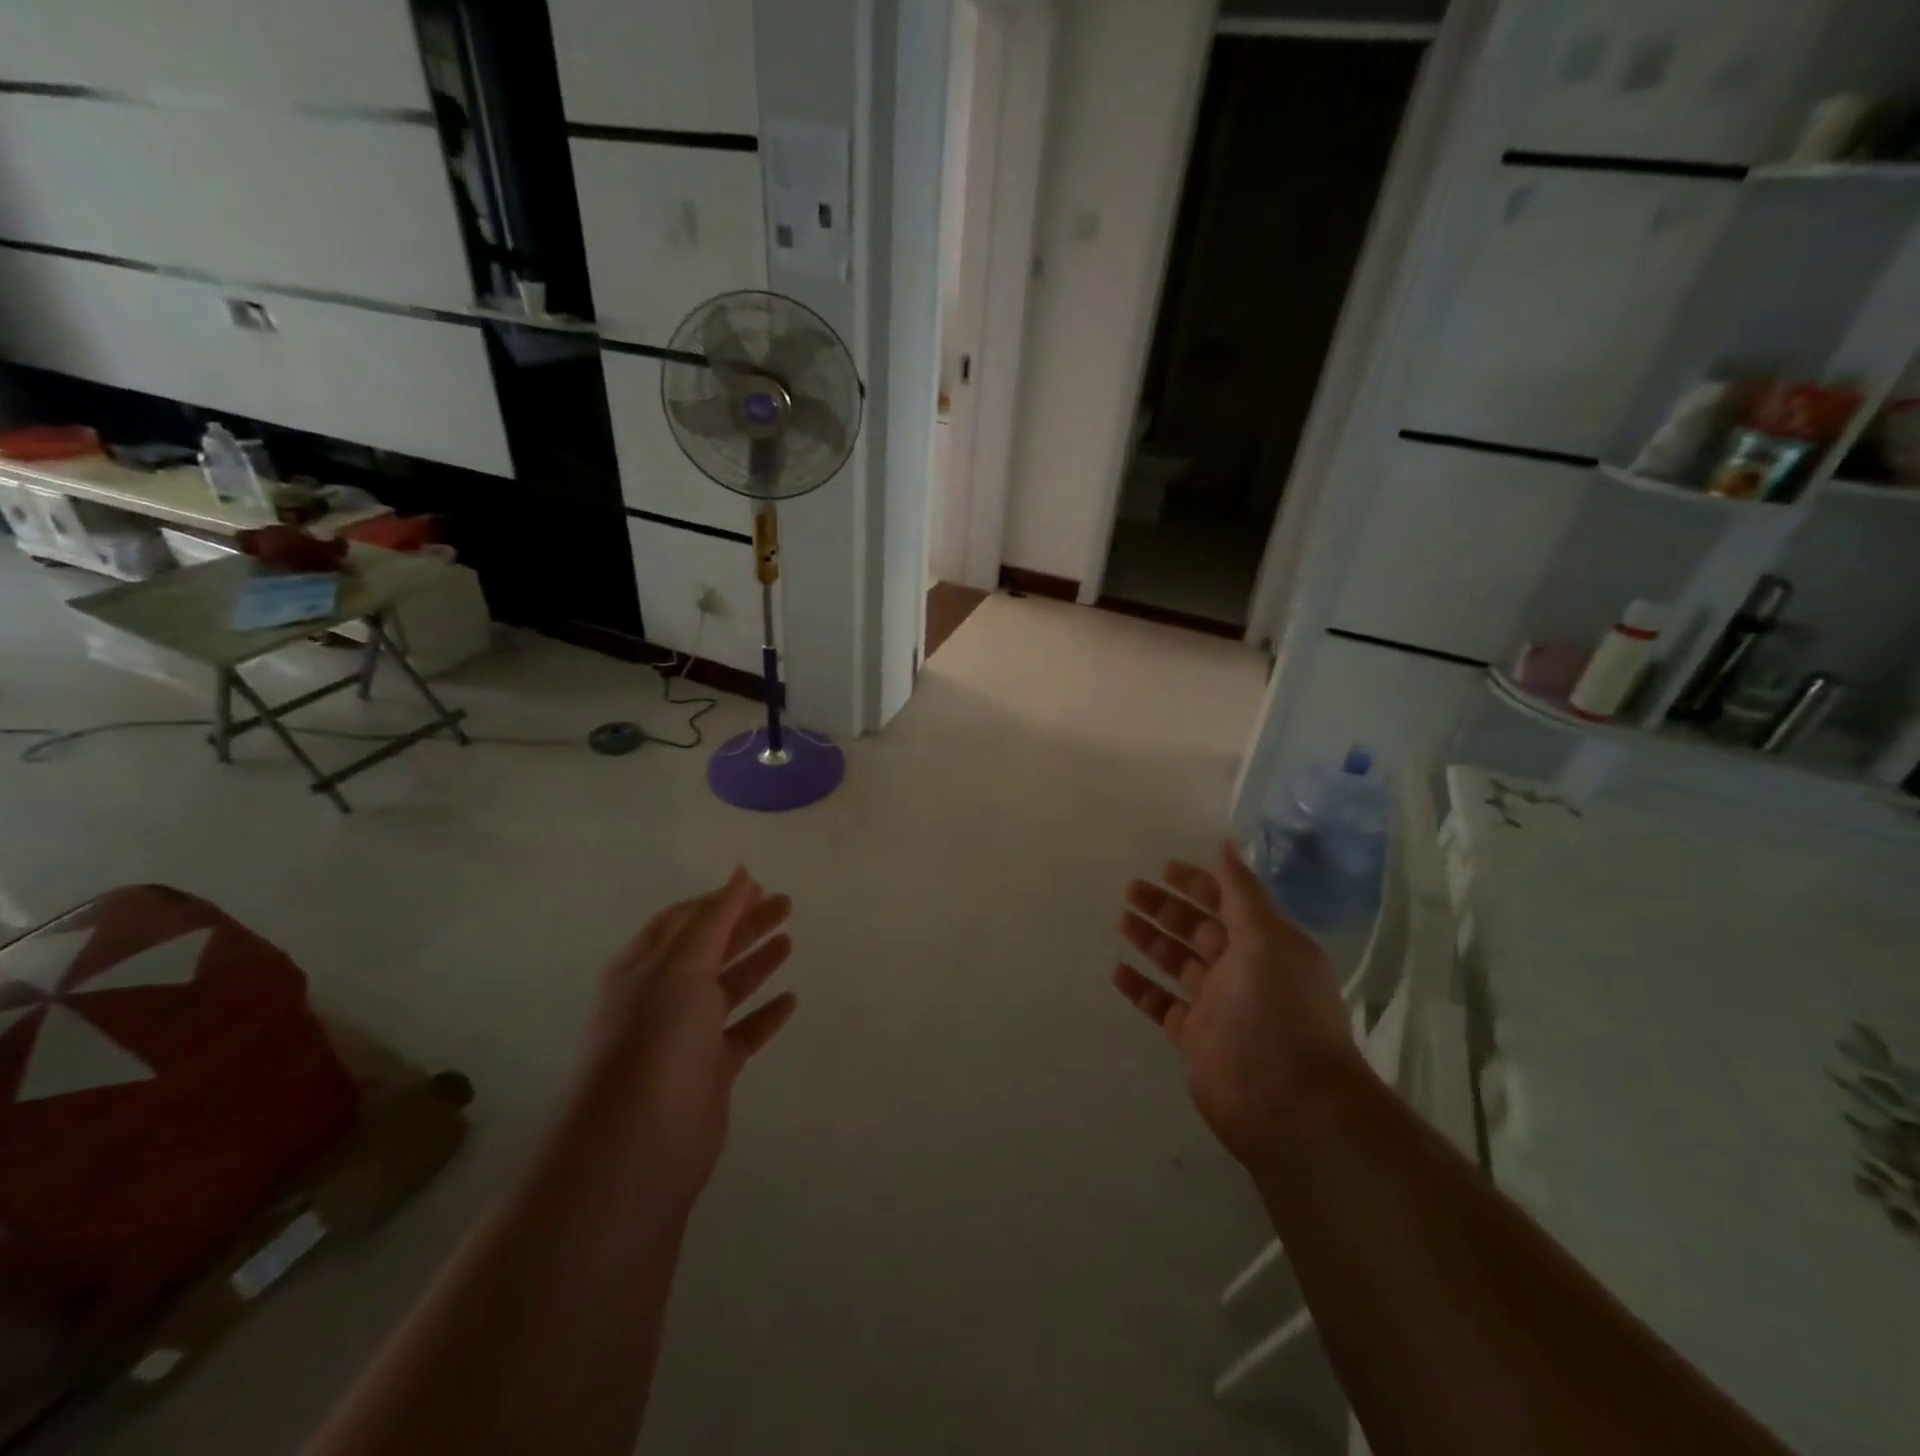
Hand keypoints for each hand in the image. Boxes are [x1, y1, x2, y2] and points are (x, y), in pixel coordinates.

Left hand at [572, 867, 797, 1205]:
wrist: (639, 1140)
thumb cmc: (656, 1036)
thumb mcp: (683, 963)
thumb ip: (716, 916)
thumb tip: (741, 871)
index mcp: (645, 966)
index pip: (682, 921)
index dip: (718, 901)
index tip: (757, 885)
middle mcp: (662, 996)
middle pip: (709, 949)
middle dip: (746, 924)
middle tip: (786, 904)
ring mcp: (685, 1035)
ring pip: (726, 988)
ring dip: (756, 963)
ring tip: (789, 940)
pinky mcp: (709, 1070)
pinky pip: (742, 1033)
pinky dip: (765, 1014)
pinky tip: (790, 999)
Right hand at [1114, 841, 1358, 1171]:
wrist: (1290, 1106)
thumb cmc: (1279, 1013)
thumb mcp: (1266, 941)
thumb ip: (1242, 893)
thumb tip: (1226, 844)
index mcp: (1266, 945)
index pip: (1227, 902)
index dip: (1197, 883)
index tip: (1161, 867)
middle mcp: (1243, 970)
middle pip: (1198, 929)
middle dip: (1167, 907)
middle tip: (1130, 890)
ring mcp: (1218, 1006)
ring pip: (1178, 963)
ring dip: (1151, 940)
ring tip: (1121, 920)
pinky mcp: (1196, 1038)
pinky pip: (1163, 1005)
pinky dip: (1142, 988)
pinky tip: (1118, 972)